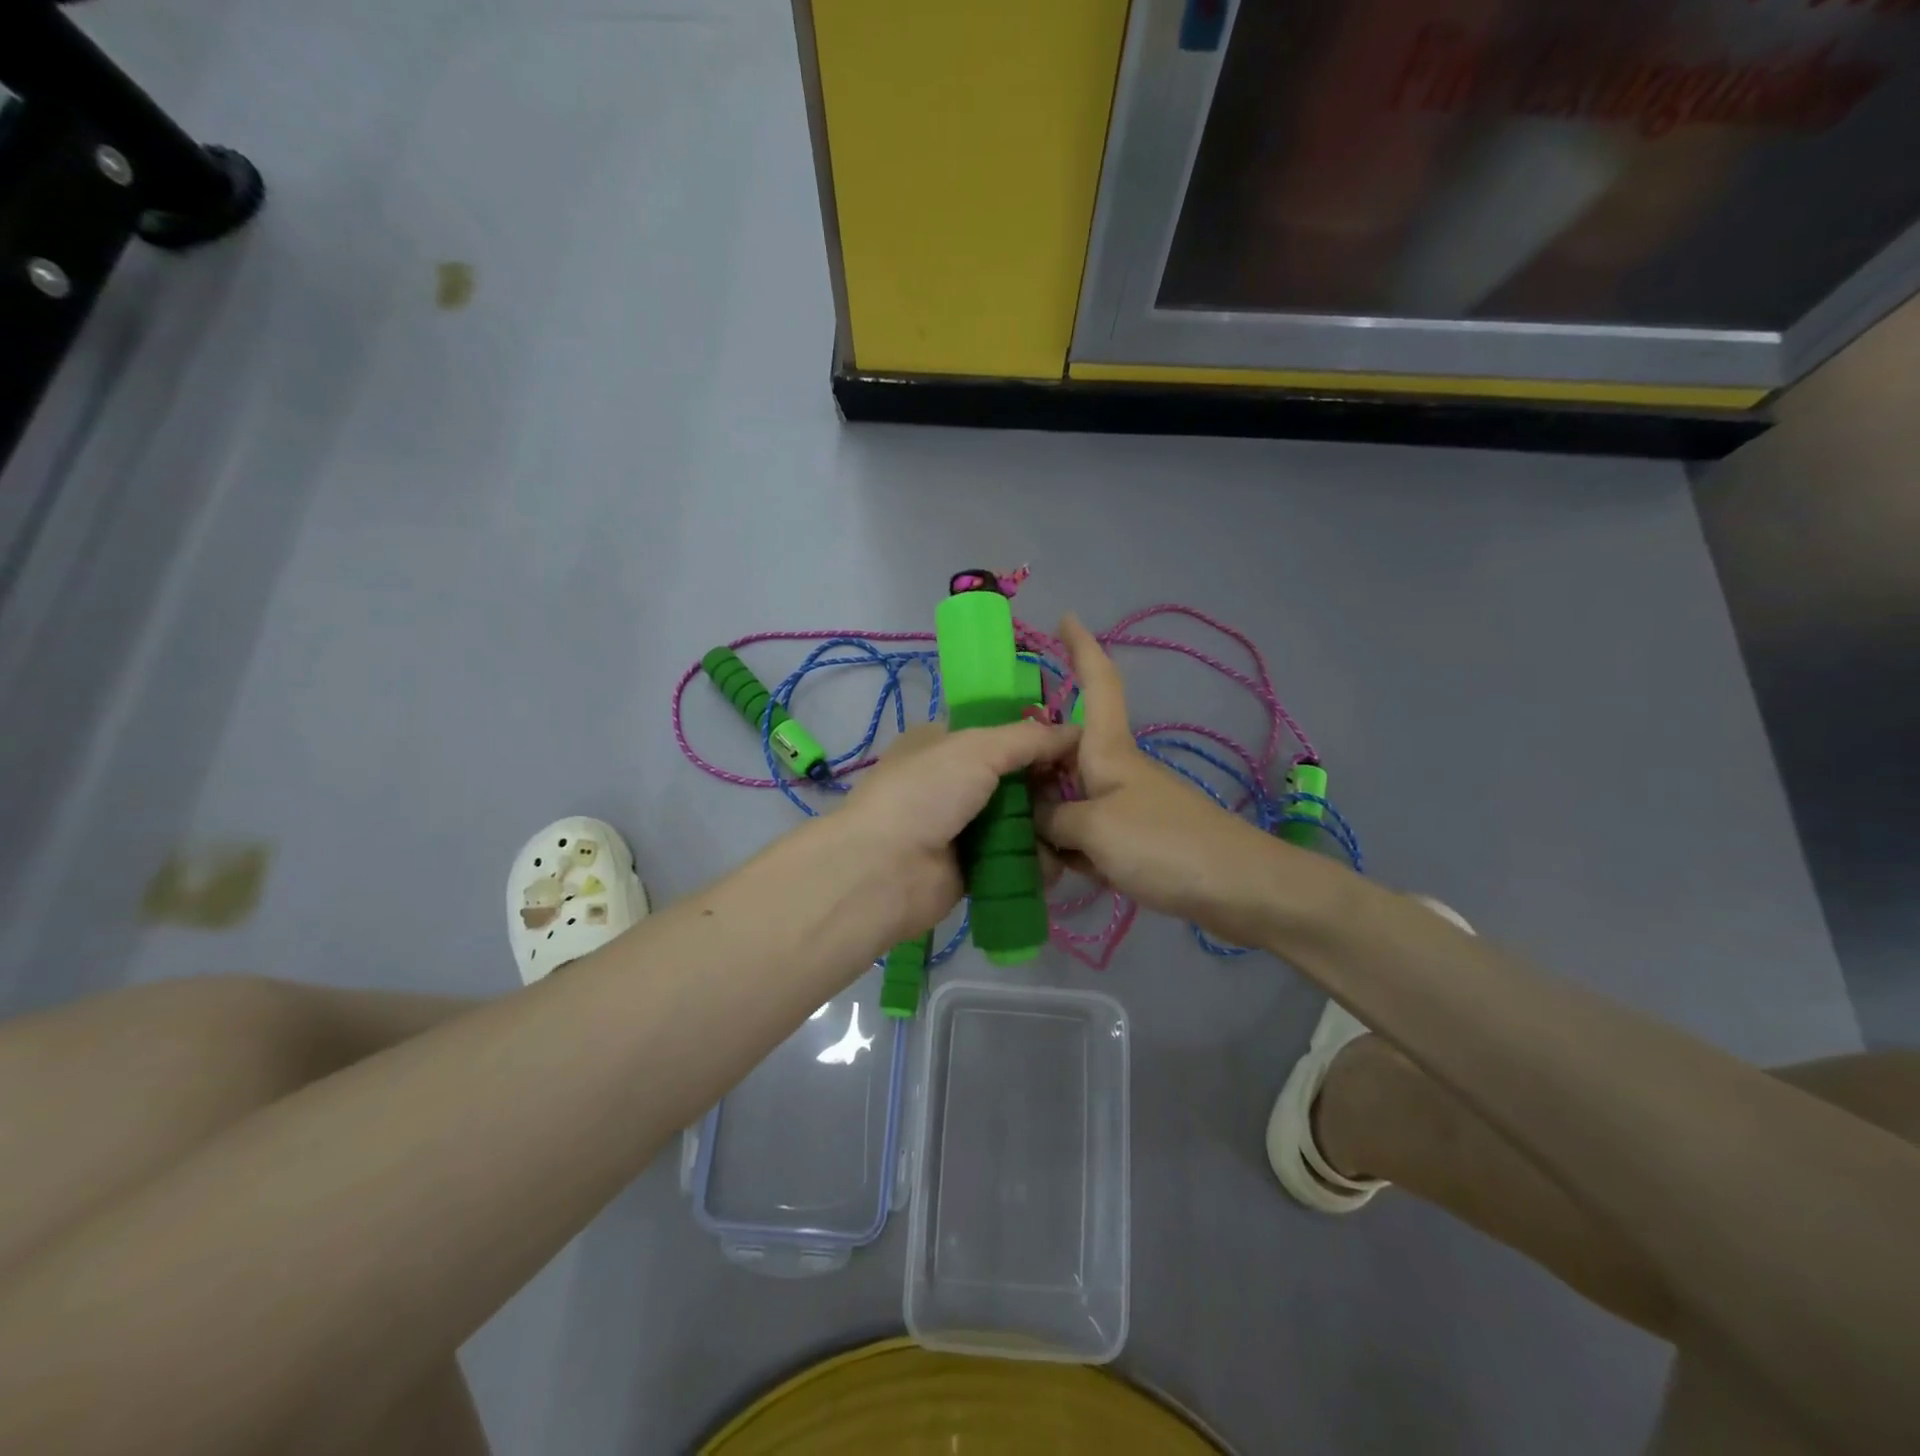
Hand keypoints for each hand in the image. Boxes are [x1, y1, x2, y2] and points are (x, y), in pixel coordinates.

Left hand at [844, 719, 1079, 943]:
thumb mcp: (977, 748)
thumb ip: (1028, 738)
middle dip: (1048, 785)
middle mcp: (952, 782)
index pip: (1000, 734)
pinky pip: (1015, 859)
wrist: (885, 870)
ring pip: (1019, 820)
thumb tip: (1074, 731)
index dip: (1038, 739)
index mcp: (943, 744)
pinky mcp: (972, 868)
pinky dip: (1036, 860)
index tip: (1078, 749)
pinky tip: (1059, 859)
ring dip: (1047, 824)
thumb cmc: (927, 793)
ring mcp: (961, 827)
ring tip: (1076, 827)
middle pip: (1014, 779)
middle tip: (1083, 792)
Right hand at [1036, 615, 1320, 944]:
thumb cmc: (1164, 844)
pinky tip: (1045, 868)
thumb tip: (1035, 820)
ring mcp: (1123, 808)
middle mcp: (1113, 771)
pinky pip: (1084, 834)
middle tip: (987, 779)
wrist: (1237, 889)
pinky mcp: (1131, 843)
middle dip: (1030, 761)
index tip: (1066, 617)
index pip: (1098, 685)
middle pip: (1064, 752)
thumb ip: (1053, 819)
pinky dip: (1065, 847)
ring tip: (1003, 833)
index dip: (1083, 648)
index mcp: (1108, 750)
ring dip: (1042, 815)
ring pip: (1068, 798)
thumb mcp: (1094, 828)